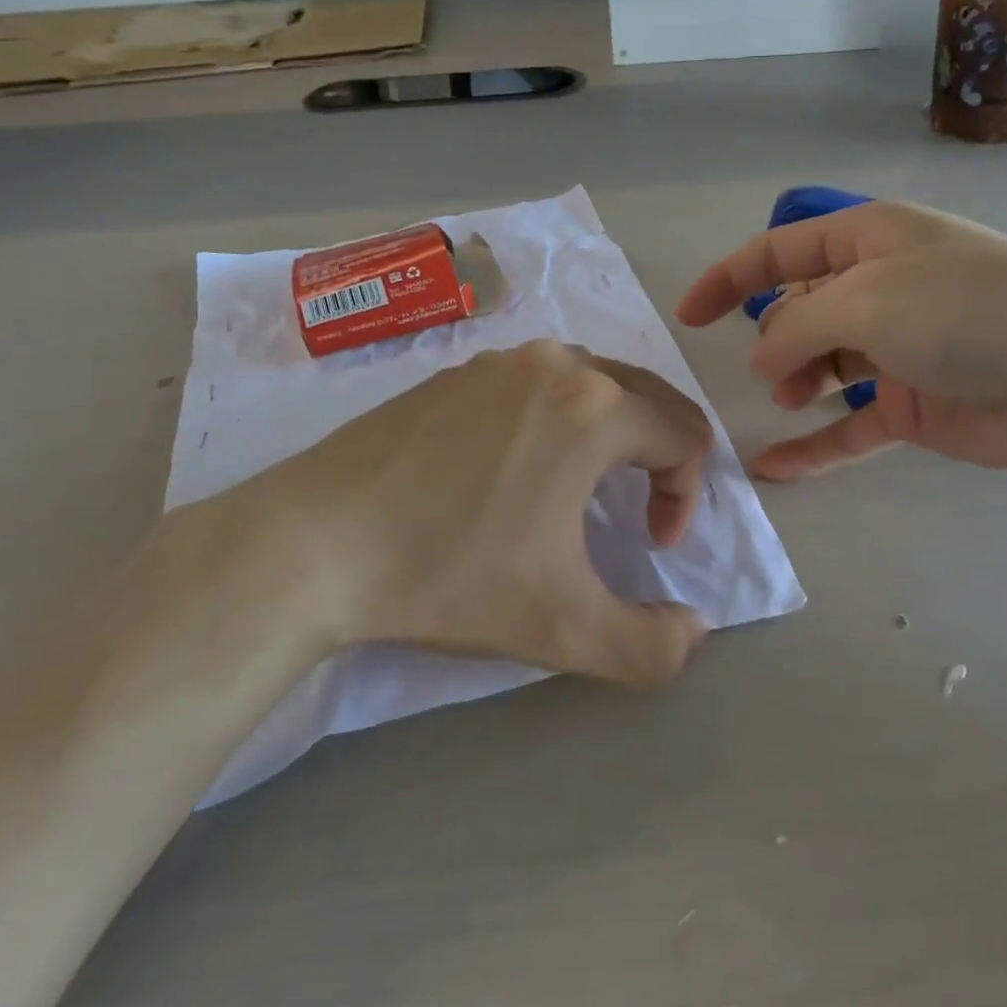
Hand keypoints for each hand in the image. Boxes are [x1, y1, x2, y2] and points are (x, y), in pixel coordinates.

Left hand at [201, 342, 712, 687]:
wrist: (310, 543)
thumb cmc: (448, 574)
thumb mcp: (562, 628)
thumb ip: (650, 646)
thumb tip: (695, 631)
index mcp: (595, 408)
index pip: (685, 434)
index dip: (685, 496)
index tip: (648, 544)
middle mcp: (557, 364)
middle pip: (650, 398)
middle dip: (660, 459)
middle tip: (633, 516)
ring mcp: (501, 360)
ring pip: (595, 384)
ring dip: (612, 435)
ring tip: (580, 491)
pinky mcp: (458, 371)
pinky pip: (540, 383)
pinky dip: (559, 419)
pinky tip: (516, 470)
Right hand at [677, 202, 1006, 481]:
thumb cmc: (970, 311)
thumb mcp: (869, 300)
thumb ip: (798, 325)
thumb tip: (763, 359)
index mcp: (870, 239)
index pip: (781, 250)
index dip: (729, 278)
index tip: (687, 316)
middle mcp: (881, 288)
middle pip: (800, 309)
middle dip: (774, 338)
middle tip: (777, 371)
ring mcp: (898, 349)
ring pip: (822, 365)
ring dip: (794, 383)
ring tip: (792, 399)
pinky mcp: (914, 405)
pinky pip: (850, 424)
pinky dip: (815, 445)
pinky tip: (774, 469)